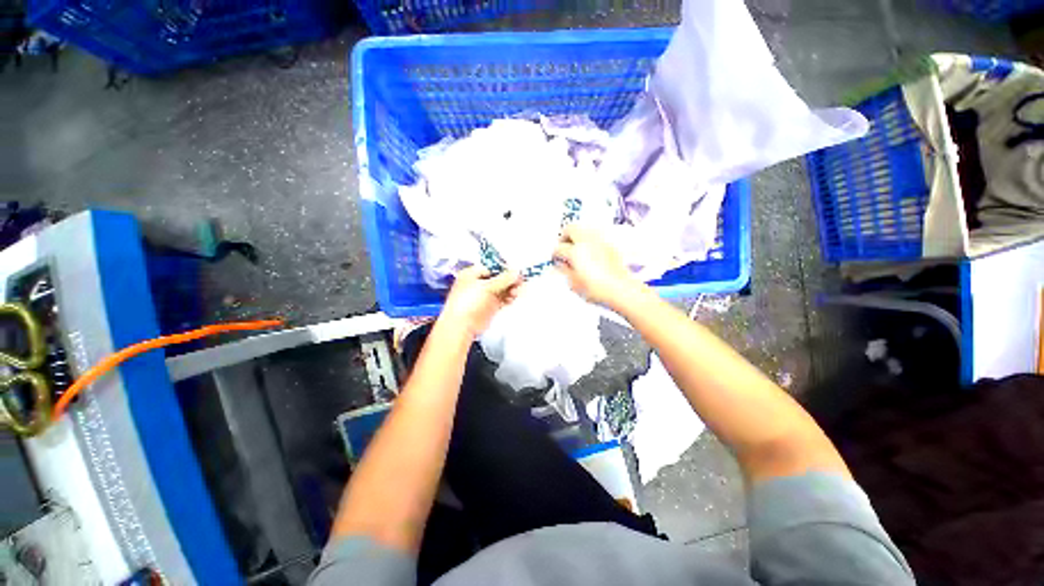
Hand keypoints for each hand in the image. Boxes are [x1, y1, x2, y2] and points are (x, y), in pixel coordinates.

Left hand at [440, 266, 521, 336]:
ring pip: (501, 289)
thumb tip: (516, 272)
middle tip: (520, 281)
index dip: (504, 268)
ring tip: (517, 291)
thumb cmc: (467, 303)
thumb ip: (503, 279)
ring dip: (511, 289)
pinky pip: (502, 299)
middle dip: (510, 280)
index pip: (491, 266)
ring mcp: (484, 296)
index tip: (515, 270)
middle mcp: (478, 283)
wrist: (461, 326)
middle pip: (498, 278)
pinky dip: (509, 298)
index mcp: (471, 274)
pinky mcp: (489, 306)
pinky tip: (514, 297)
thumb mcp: (487, 287)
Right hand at [554, 224, 641, 307]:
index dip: (555, 254)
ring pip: (584, 228)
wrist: (621, 290)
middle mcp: (587, 242)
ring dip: (577, 235)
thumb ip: (565, 271)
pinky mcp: (610, 244)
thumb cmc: (598, 290)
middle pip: (571, 228)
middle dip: (564, 236)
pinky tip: (589, 251)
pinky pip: (596, 235)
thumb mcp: (574, 284)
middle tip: (563, 246)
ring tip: (576, 247)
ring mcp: (600, 241)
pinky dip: (589, 240)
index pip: (559, 248)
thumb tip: (561, 264)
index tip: (556, 259)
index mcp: (575, 252)